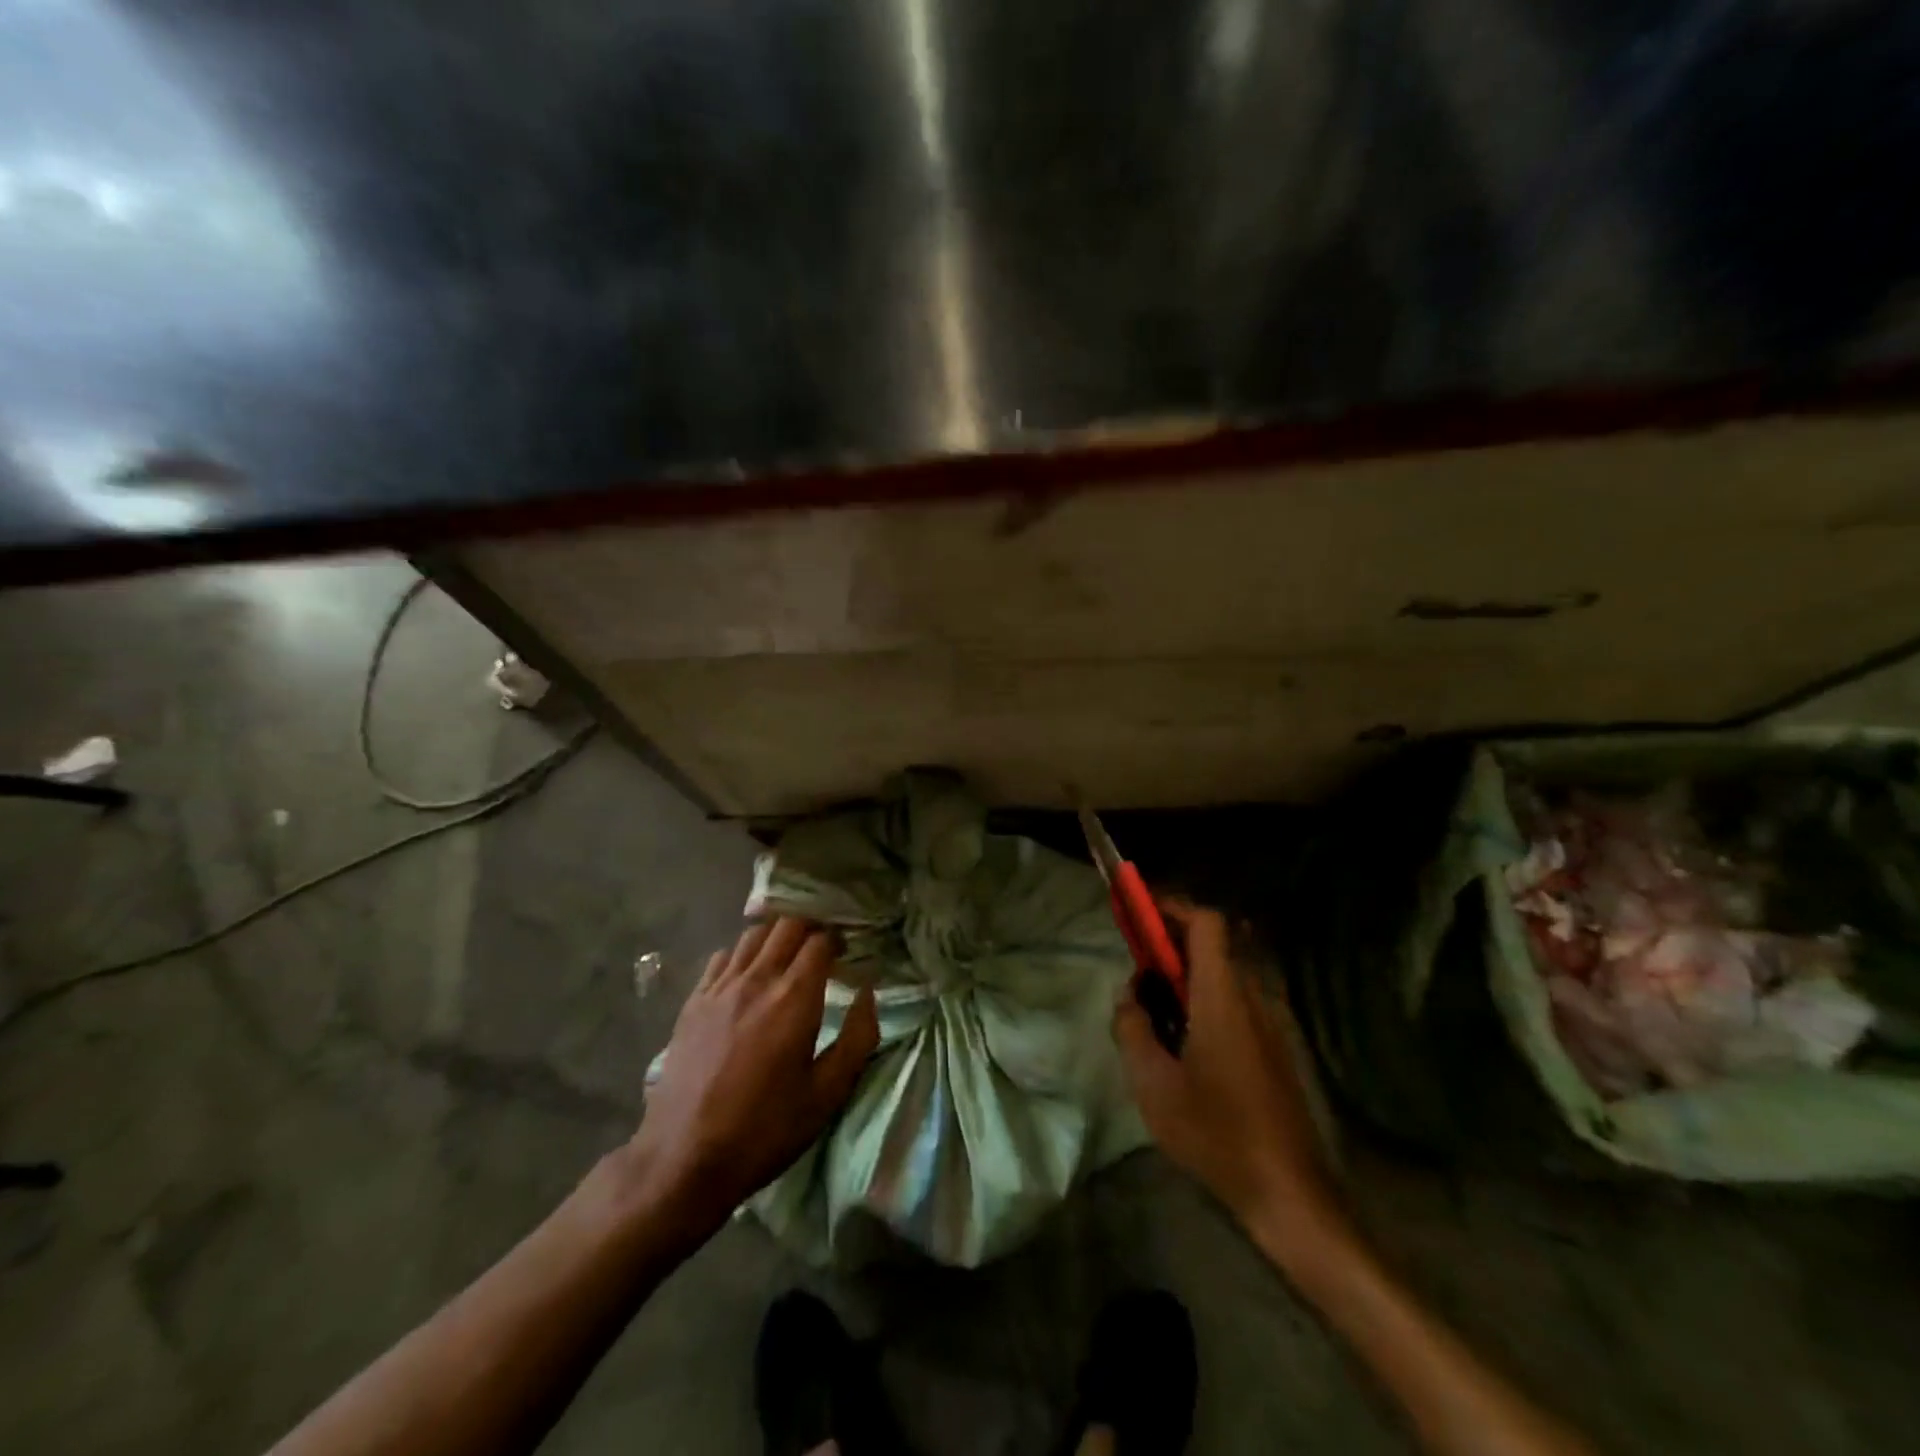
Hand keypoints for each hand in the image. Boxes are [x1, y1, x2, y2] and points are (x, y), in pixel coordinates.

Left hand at [628, 916, 878, 1235]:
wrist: (684, 1159)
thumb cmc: (765, 1129)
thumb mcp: (827, 1094)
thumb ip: (858, 1038)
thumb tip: (868, 994)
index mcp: (794, 997)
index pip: (820, 940)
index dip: (838, 939)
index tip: (847, 953)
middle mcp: (757, 979)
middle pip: (787, 925)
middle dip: (810, 928)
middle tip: (821, 949)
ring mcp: (720, 987)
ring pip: (753, 934)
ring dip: (776, 936)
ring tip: (786, 956)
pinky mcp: (693, 1002)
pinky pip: (722, 956)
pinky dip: (742, 954)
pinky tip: (747, 976)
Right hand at [1113, 903, 1348, 1263]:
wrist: (1288, 1192)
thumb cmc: (1216, 1132)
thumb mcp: (1153, 1084)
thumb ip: (1132, 1028)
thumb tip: (1129, 995)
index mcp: (1222, 996)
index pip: (1206, 922)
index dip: (1172, 907)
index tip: (1139, 913)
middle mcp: (1251, 997)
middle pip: (1213, 944)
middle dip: (1171, 944)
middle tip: (1138, 971)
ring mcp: (1269, 1023)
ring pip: (1223, 974)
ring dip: (1187, 975)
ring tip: (1155, 1011)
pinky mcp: (1276, 1047)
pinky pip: (1236, 1002)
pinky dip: (1205, 1000)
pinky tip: (1185, 1044)